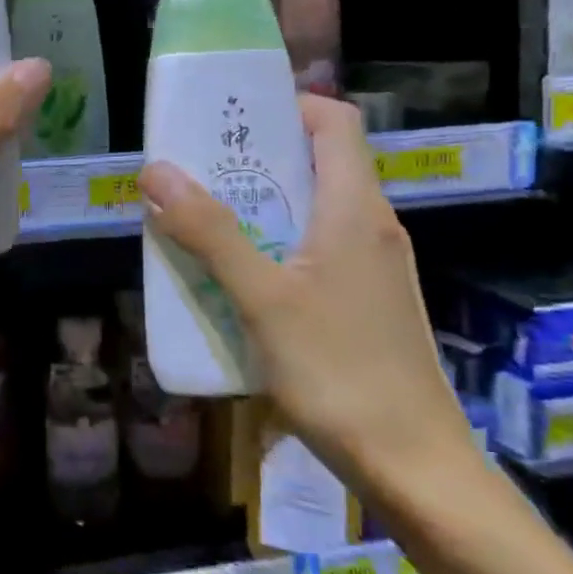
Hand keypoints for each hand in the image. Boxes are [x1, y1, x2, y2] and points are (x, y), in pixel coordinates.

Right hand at [137, 95, 475, 496]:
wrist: (416, 469)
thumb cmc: (341, 373)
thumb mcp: (263, 299)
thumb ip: (210, 233)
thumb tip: (156, 170)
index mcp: (355, 208)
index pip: (335, 122)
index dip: (286, 104)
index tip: (230, 116)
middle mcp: (370, 226)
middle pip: (317, 162)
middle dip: (254, 157)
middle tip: (195, 167)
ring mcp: (371, 267)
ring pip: (311, 209)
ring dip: (257, 204)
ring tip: (201, 215)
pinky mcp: (363, 302)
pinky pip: (313, 249)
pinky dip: (271, 244)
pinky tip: (234, 276)